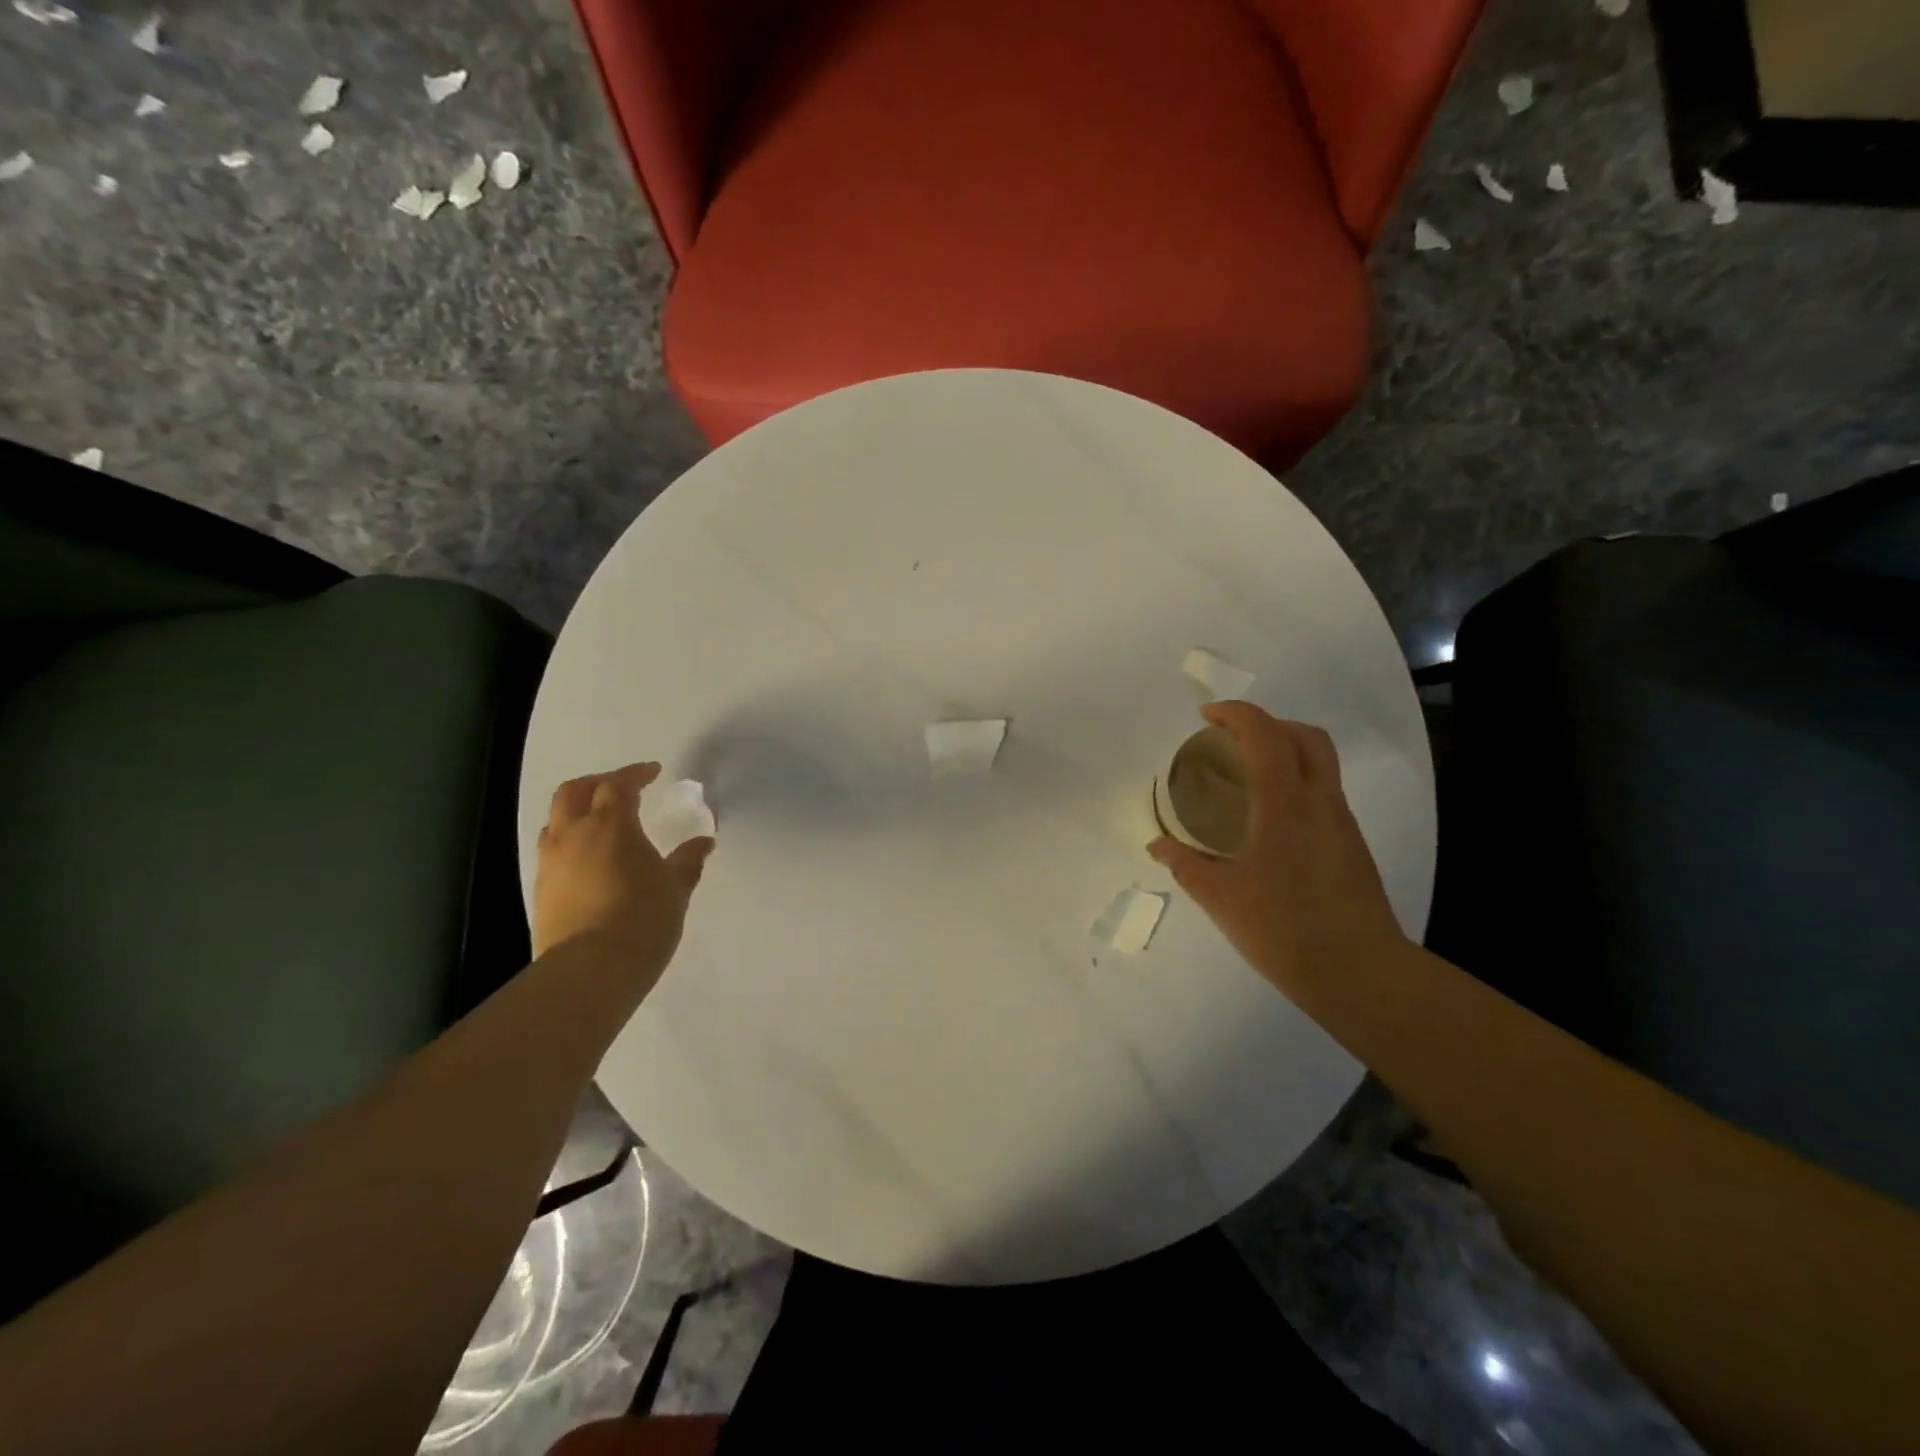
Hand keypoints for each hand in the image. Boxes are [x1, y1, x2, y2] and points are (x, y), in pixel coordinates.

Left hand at [533, 763, 714, 986]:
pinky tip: (588, 859)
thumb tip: (703, 842)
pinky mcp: (541, 889)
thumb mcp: (675, 888)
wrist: (590, 970)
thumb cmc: (642, 919)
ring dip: (577, 811)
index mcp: (611, 825)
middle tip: (622, 788)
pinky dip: (569, 840)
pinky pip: (551, 849)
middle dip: (597, 782)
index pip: (618, 785)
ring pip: (556, 819)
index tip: (653, 772)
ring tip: (601, 822)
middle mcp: (574, 835)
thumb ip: (687, 861)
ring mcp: (552, 862)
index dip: (635, 774)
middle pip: (574, 791)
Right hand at [1148, 702, 1409, 1002]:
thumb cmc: (1284, 928)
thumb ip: (1185, 863)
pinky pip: (1324, 793)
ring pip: (1321, 763)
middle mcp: (1320, 801)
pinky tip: (1270, 822)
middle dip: (1268, 724)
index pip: (1264, 733)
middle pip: (1305, 736)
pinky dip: (1296, 784)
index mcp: (1285, 802)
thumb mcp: (1220, 896)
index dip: (1235, 713)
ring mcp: (1342, 823)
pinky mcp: (1352, 846)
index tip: (1206, 717)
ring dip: (1286, 752)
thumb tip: (1158, 845)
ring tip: (1248, 778)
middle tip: (1232, 741)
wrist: (1361, 974)